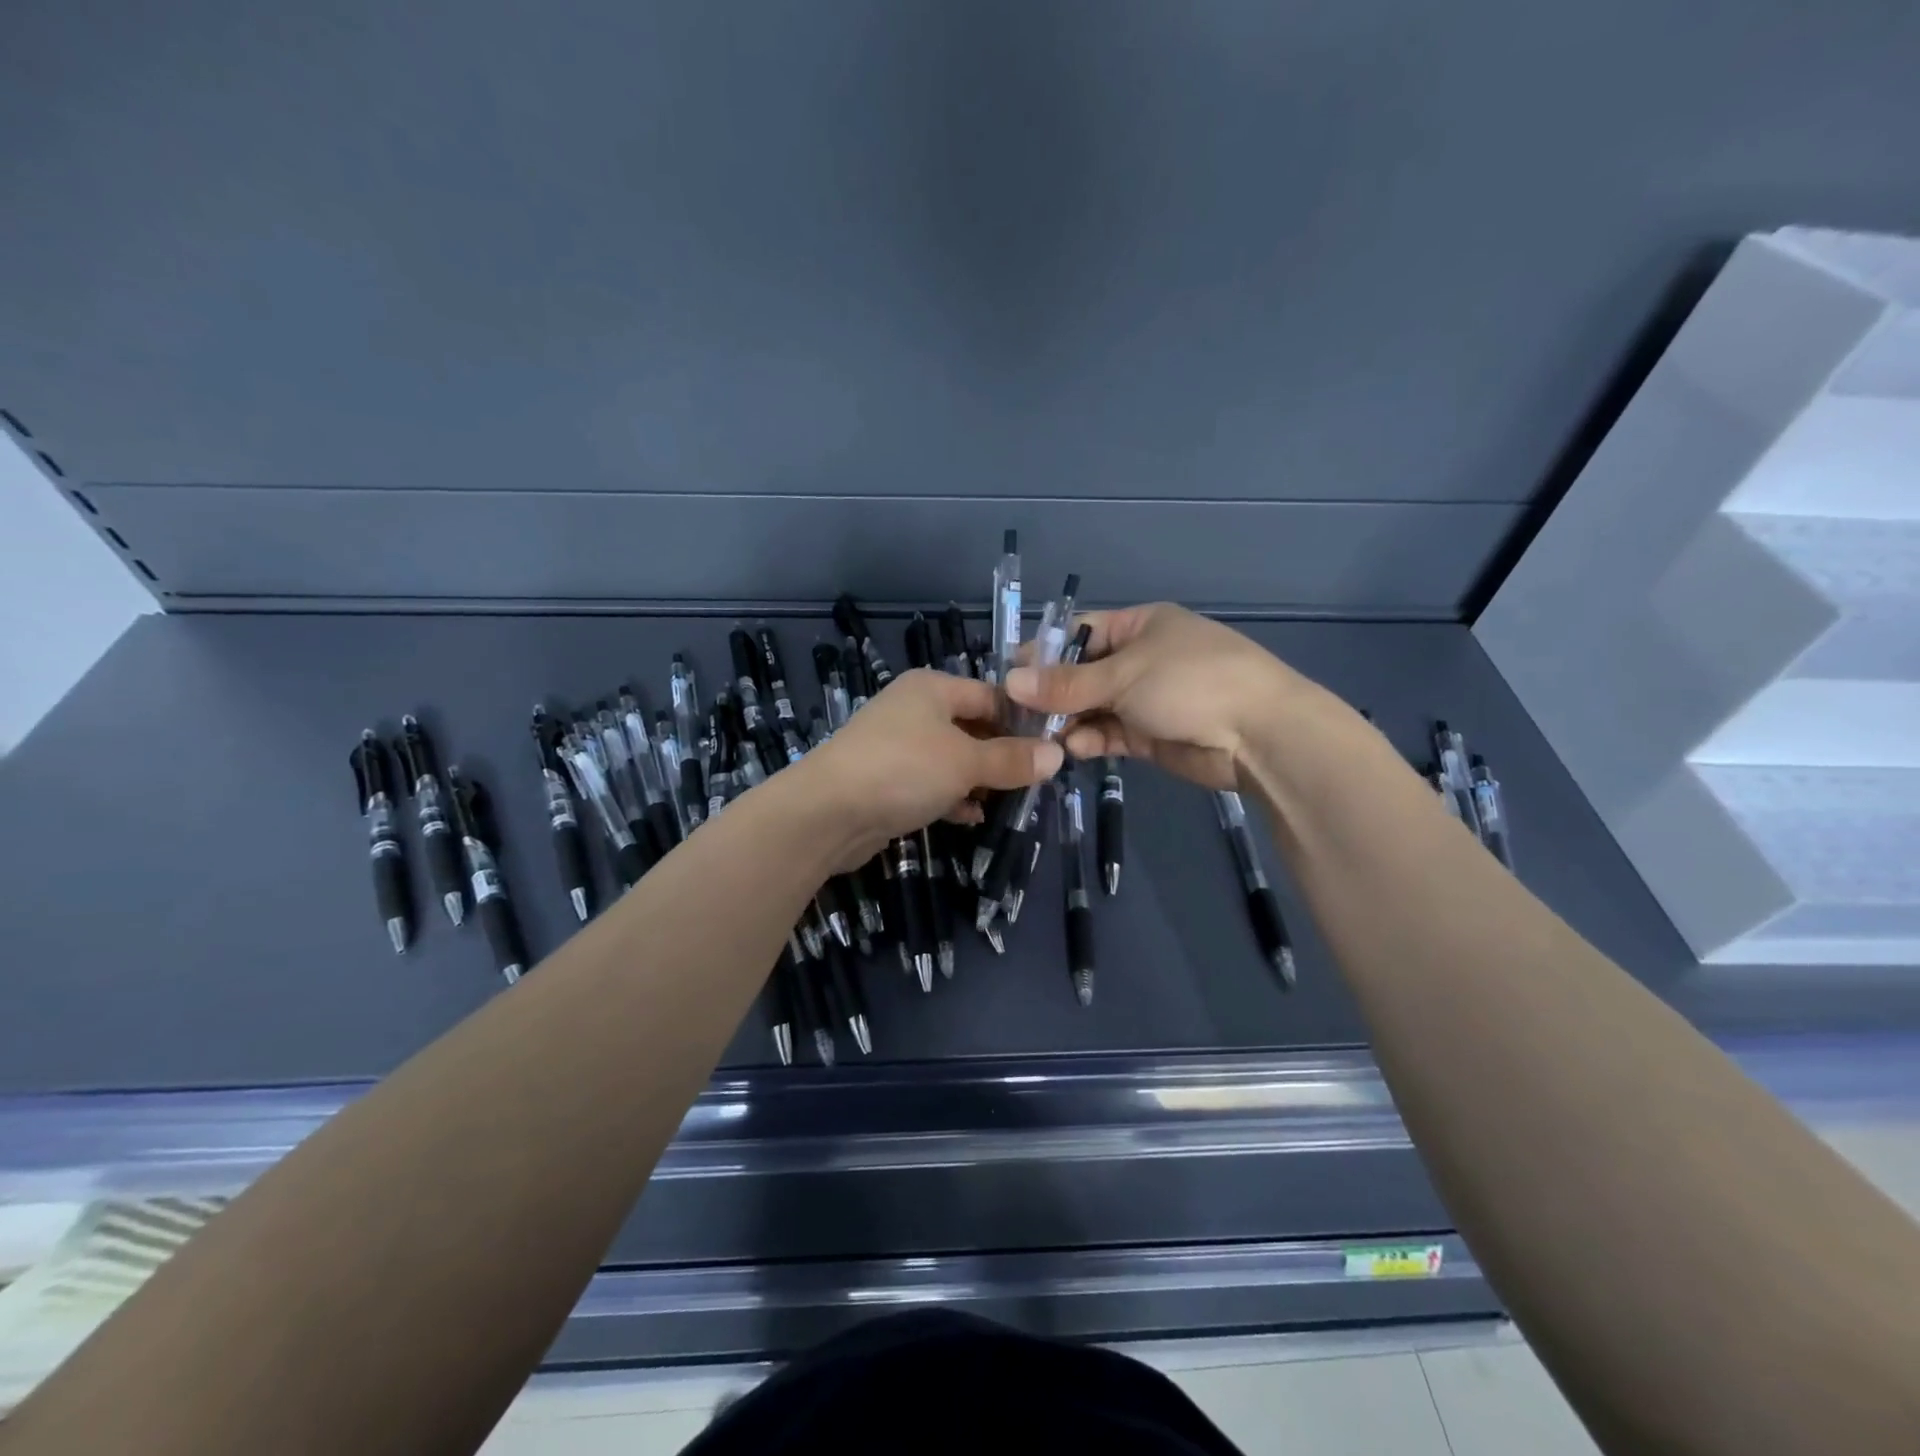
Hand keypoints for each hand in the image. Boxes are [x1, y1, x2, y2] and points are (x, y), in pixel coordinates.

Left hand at [797, 668, 1062, 864]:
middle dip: (1001, 754)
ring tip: (1009, 800)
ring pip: (952, 758)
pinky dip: (952, 796)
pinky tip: (970, 816)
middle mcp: (913, 710)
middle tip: (1035, 779)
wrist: (827, 813)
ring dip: (978, 779)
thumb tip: (1058, 755)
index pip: (991, 695)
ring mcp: (896, 746)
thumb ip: (1012, 759)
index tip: (1052, 748)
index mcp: (932, 688)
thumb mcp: (966, 762)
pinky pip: (930, 783)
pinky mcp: (886, 781)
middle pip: (971, 727)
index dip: (1022, 720)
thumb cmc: (904, 769)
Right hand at [1004, 603, 1317, 789]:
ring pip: (1093, 707)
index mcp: (1141, 625)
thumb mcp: (1124, 675)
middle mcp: (1141, 658)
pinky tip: (1071, 749)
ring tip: (1038, 736)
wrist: (1260, 735)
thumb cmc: (1191, 683)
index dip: (1044, 651)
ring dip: (1068, 721)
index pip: (1080, 631)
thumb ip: (1066, 684)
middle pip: (1083, 673)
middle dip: (1052, 693)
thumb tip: (1009, 682)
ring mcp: (1147, 698)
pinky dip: (1090, 740)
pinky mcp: (1151, 735)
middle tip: (1015, 714)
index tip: (1009, 675)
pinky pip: (1110, 733)